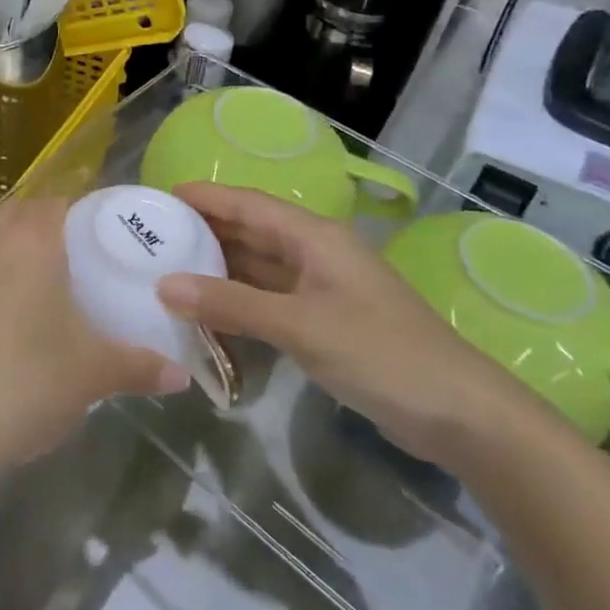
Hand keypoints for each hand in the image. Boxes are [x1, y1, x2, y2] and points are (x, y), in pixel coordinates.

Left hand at [0, 197, 189, 499]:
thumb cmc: (28, 385)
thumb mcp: (94, 375)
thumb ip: (142, 366)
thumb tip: (182, 375)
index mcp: (33, 240)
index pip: (58, 202)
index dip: (79, 214)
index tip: (98, 239)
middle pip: (19, 211)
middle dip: (43, 228)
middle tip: (69, 264)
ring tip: (22, 275)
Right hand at [156, 184, 546, 468]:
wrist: (458, 412)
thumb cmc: (380, 353)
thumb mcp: (299, 325)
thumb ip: (231, 304)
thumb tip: (164, 285)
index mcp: (313, 237)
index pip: (247, 204)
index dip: (204, 198)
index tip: (158, 199)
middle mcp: (314, 254)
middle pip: (249, 233)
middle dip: (203, 233)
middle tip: (151, 239)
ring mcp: (319, 289)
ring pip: (257, 268)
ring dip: (217, 271)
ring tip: (166, 273)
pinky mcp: (322, 321)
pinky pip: (268, 301)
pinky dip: (237, 304)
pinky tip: (207, 315)